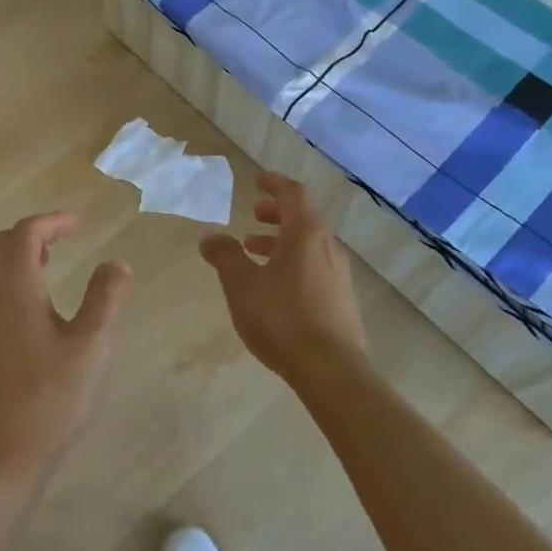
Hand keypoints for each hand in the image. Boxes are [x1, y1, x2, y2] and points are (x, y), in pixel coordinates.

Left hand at [0, 213, 131, 492]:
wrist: (1, 454)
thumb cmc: (50, 398)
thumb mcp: (91, 346)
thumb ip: (105, 299)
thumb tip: (116, 263)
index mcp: (14, 289)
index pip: (25, 235)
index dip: (52, 222)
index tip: (79, 223)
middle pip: (1, 245)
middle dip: (32, 233)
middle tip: (64, 237)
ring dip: (20, 256)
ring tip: (53, 262)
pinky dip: (14, 279)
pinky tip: (40, 304)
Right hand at [199, 172, 366, 383]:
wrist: (330, 369)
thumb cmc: (282, 317)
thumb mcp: (241, 284)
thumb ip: (224, 255)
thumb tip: (210, 236)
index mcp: (305, 234)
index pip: (293, 194)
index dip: (275, 184)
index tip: (257, 181)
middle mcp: (327, 247)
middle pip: (304, 218)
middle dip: (277, 213)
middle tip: (253, 215)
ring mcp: (339, 275)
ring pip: (309, 245)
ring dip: (282, 241)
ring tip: (254, 251)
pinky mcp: (341, 300)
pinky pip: (314, 267)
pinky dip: (292, 262)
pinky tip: (274, 286)